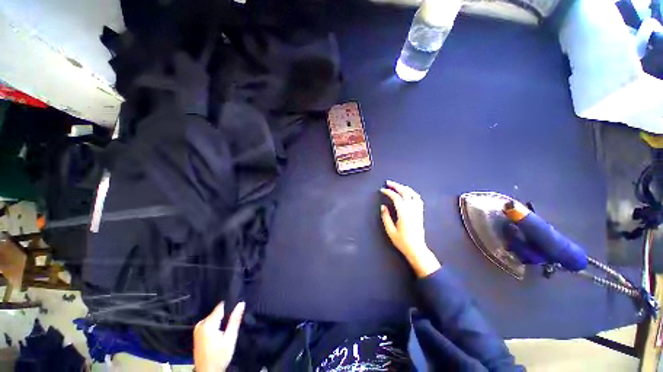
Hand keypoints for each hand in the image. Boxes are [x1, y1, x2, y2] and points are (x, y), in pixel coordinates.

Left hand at [194, 302, 244, 371]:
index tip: (237, 308)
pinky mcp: (197, 333)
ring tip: (227, 328)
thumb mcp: (230, 338)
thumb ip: (235, 320)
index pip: (221, 306)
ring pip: (213, 317)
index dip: (230, 305)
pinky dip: (215, 324)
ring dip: (221, 320)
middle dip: (226, 314)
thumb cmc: (219, 356)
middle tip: (233, 322)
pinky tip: (220, 332)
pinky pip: (209, 322)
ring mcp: (197, 329)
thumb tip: (241, 303)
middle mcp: (200, 324)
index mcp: (208, 324)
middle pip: (217, 312)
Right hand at [380, 180, 440, 277]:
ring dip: (404, 188)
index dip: (388, 192)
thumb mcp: (390, 231)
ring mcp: (418, 210)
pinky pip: (418, 199)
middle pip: (405, 192)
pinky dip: (412, 193)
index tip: (382, 190)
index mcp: (404, 213)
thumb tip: (383, 206)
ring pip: (413, 194)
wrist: (416, 249)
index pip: (396, 197)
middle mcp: (412, 209)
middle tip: (388, 183)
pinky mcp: (420, 213)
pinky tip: (408, 193)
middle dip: (396, 186)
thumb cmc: (402, 241)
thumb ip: (386, 217)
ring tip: (397, 185)